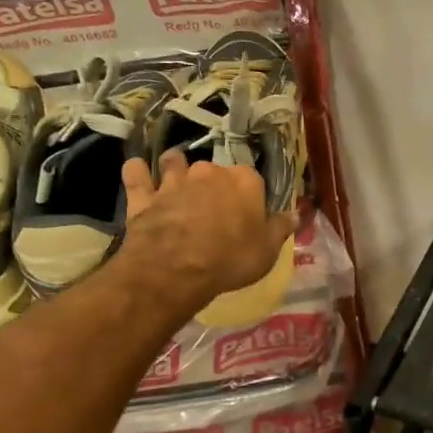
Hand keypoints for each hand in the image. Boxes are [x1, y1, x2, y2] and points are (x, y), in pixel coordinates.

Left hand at [118, 150, 294, 310]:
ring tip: (176, 179)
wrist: (177, 270)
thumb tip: (295, 213)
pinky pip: (136, 173)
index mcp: (244, 182)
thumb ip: (281, 228)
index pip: (252, 180)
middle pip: (214, 170)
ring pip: (174, 162)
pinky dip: (137, 172)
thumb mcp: (267, 250)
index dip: (250, 196)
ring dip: (175, 167)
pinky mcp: (144, 196)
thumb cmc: (231, 260)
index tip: (248, 213)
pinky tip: (138, 173)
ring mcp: (174, 181)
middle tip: (214, 207)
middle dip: (214, 183)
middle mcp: (210, 172)